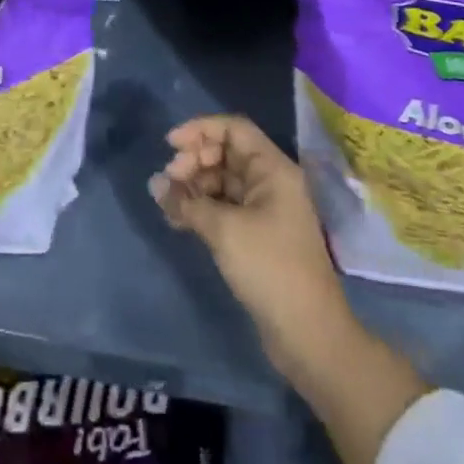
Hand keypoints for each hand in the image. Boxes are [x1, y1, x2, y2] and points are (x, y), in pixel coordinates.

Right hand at [149, 115, 355, 380]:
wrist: (308, 334)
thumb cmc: (270, 268)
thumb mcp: (223, 230)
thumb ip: (186, 202)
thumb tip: (155, 184)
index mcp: (273, 170)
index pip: (234, 129)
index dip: (200, 130)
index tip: (169, 145)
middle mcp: (271, 183)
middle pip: (226, 153)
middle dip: (194, 160)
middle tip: (169, 180)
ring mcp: (265, 210)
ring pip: (222, 182)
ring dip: (193, 186)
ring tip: (167, 203)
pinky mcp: (257, 236)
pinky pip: (224, 207)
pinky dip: (201, 208)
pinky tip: (177, 220)